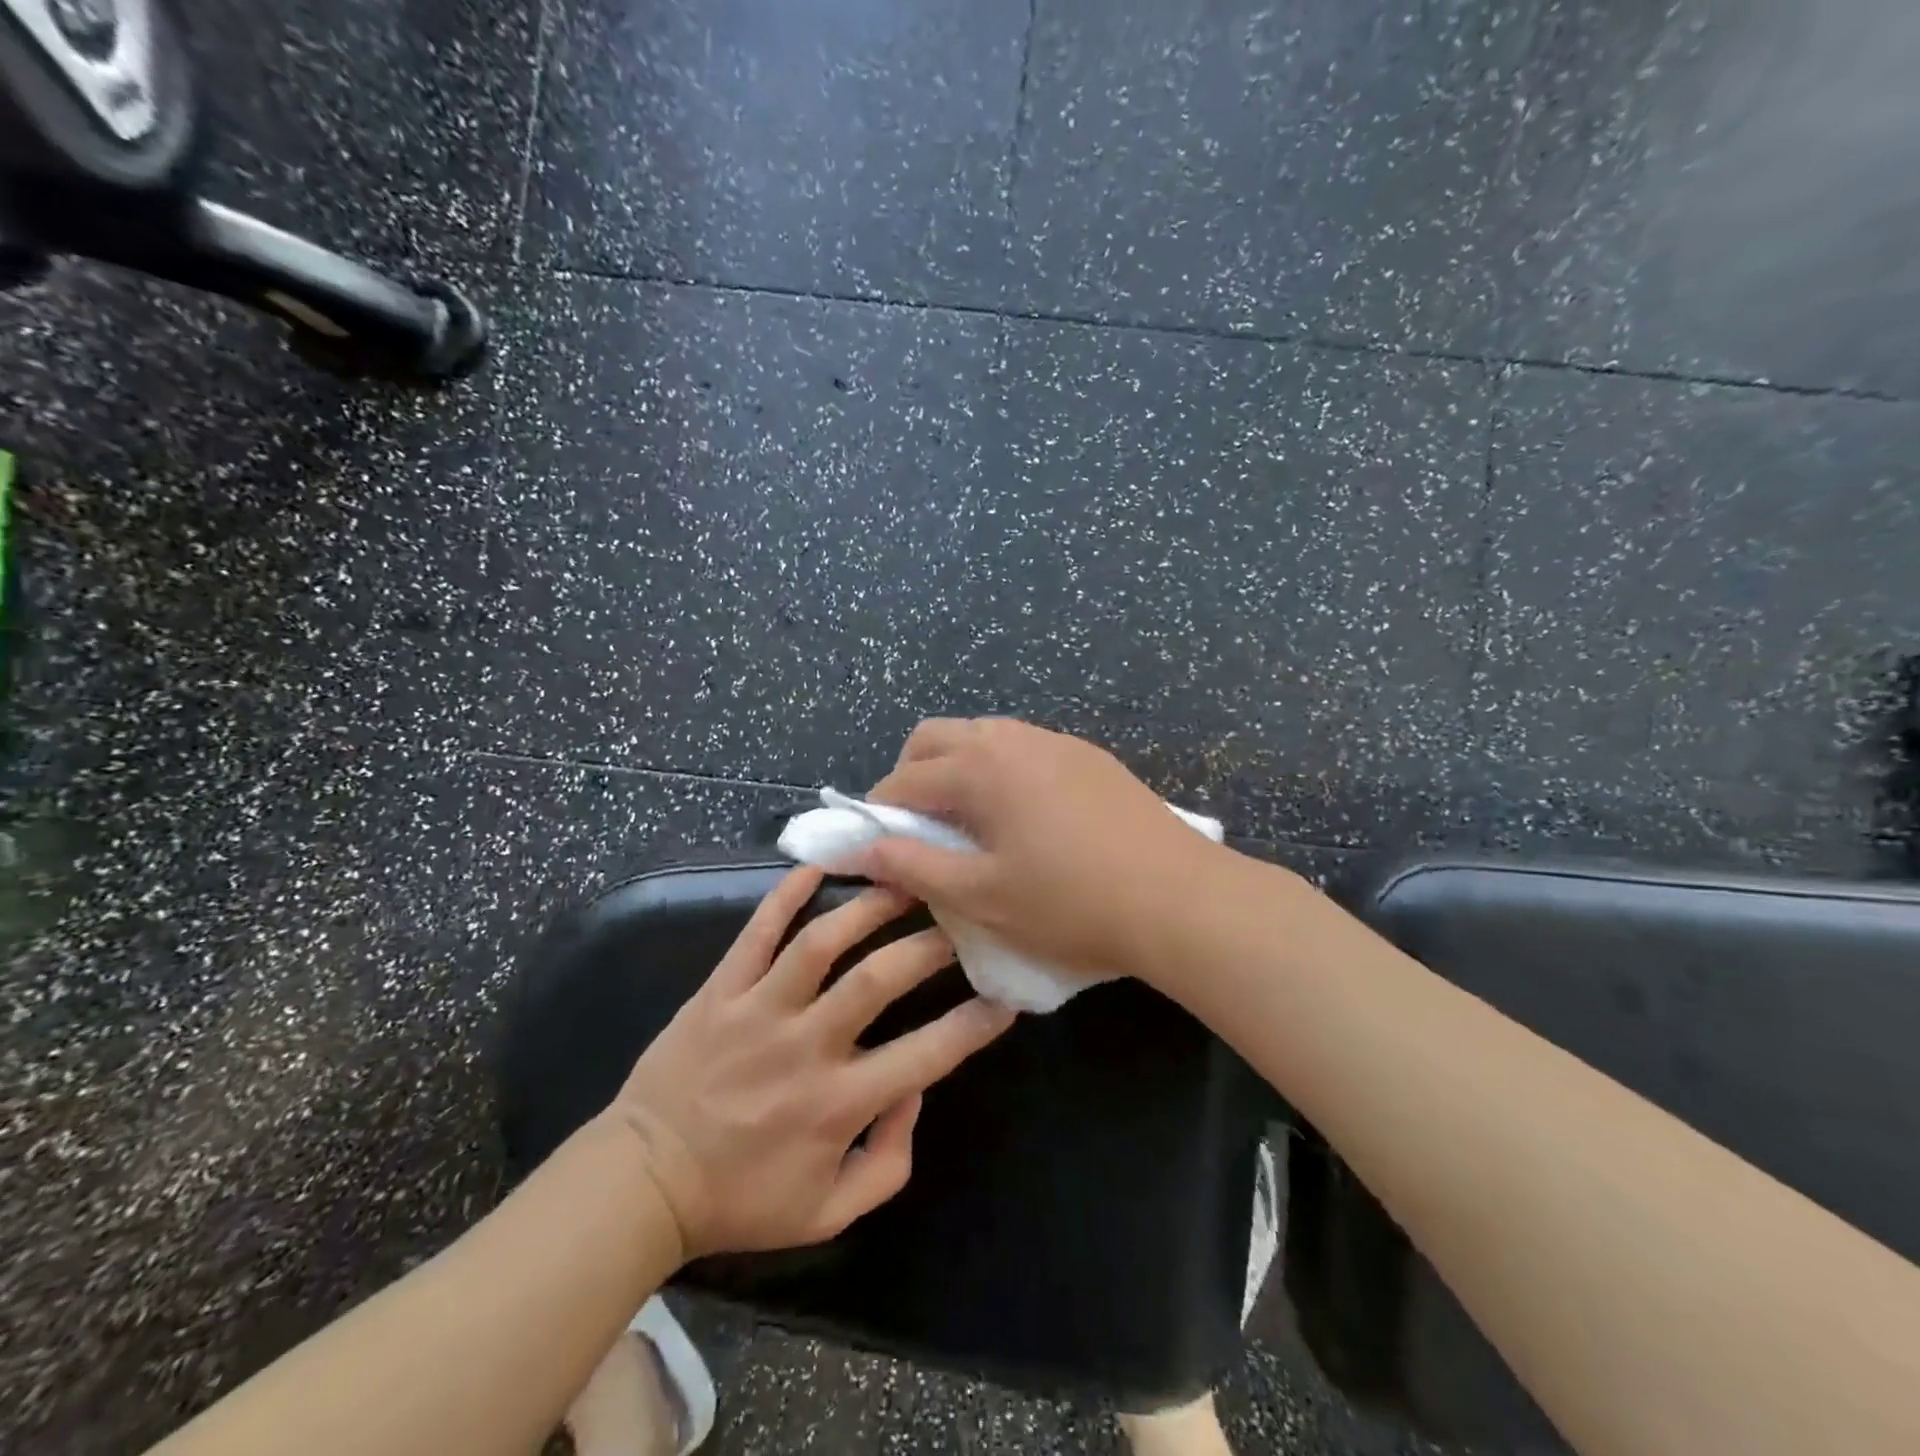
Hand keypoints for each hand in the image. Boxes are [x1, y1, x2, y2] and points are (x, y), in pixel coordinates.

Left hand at [612, 866, 1014, 1259]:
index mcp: (837, 1104)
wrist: (642, 1181)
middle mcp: (805, 1046)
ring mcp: (759, 1010)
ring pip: (821, 942)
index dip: (975, 1024)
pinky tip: (820, 866)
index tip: (1006, 996)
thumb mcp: (829, 1213)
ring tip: (904, 879)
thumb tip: (914, 1092)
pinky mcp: (721, 989)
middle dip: (930, 944)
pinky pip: (757, 931)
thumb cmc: (741, 1198)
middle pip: (879, 979)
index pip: (926, 1056)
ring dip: (869, 905)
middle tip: (959, 919)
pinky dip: (787, 894)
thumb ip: (889, 1162)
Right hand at [860, 718, 1237, 983]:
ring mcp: (1057, 742)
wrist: (1179, 898)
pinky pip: (1024, 747)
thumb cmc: (1071, 903)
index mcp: (980, 768)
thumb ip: (915, 868)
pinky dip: (1000, 769)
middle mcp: (1013, 739)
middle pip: (937, 736)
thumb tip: (864, 849)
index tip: (875, 846)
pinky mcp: (1090, 757)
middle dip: (911, 773)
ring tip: (967, 820)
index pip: (905, 779)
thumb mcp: (982, 896)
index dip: (879, 812)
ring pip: (984, 735)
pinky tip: (1021, 814)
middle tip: (916, 826)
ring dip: (958, 767)